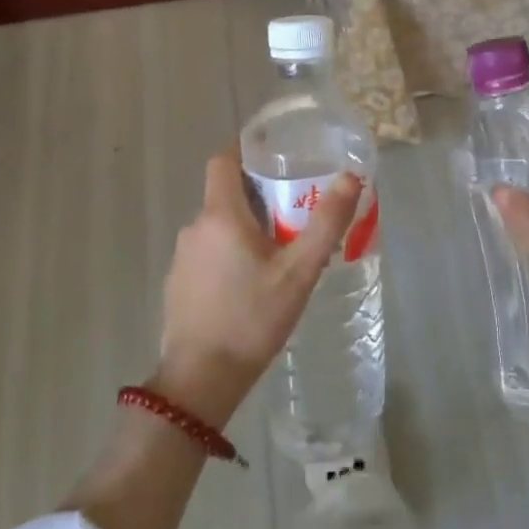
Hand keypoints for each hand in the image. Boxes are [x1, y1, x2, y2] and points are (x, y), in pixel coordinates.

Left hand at [156, 144, 361, 426]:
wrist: (201, 379)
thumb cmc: (253, 318)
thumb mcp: (299, 271)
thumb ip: (326, 223)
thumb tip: (350, 177)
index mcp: (221, 215)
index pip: (223, 160)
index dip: (244, 149)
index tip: (273, 153)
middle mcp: (195, 228)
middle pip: (225, 194)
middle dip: (258, 195)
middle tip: (294, 209)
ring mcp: (182, 258)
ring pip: (217, 226)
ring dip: (245, 227)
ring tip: (280, 249)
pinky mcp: (178, 284)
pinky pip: (208, 253)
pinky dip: (229, 253)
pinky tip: (252, 283)